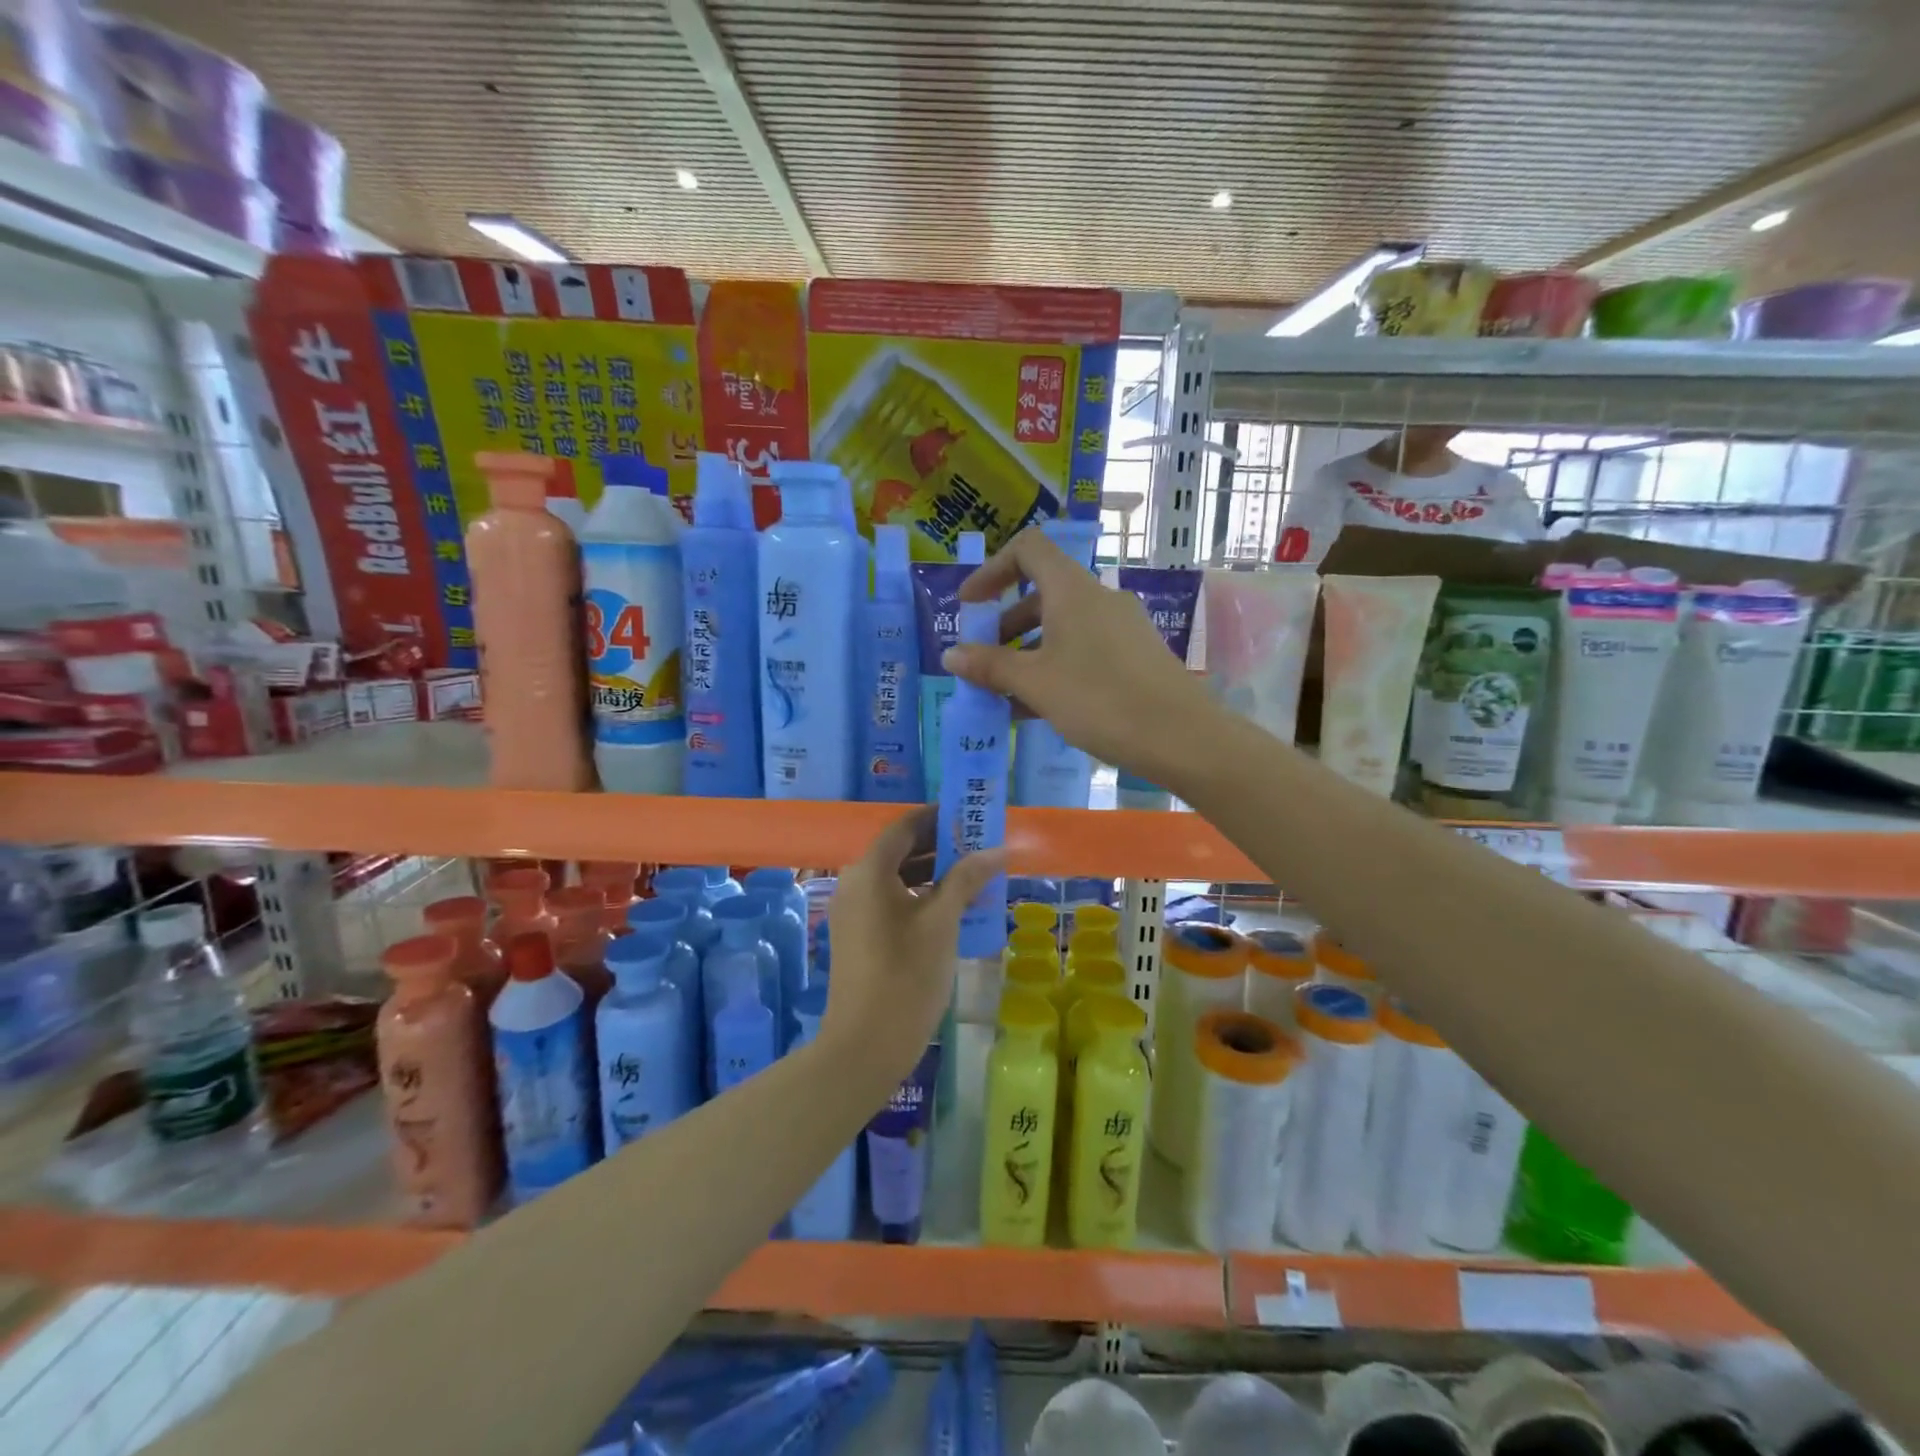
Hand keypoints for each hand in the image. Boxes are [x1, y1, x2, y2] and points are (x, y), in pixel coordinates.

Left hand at [821, 807, 1004, 1090]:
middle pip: (899, 851)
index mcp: (870, 871)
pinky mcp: (858, 936)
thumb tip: (997, 850)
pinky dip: (919, 897)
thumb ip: (967, 878)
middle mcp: (855, 883)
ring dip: (933, 873)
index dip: (937, 818)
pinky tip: (952, 910)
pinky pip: (890, 901)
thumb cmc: (907, 975)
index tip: (970, 817)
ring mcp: (853, 912)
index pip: (904, 827)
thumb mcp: (943, 922)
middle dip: (940, 846)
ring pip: (896, 878)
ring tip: (974, 877)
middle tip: (980, 847)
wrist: (865, 1044)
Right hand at [942, 526, 1216, 787]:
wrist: (1182, 738)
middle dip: (1005, 626)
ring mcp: (1121, 627)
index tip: (969, 605)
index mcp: (1072, 590)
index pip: (1027, 549)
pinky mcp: (1135, 656)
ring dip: (1027, 653)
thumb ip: (990, 666)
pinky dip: (1054, 668)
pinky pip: (1083, 650)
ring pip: (1062, 628)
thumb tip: (951, 655)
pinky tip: (1038, 709)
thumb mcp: (1035, 683)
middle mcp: (1098, 598)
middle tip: (982, 662)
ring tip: (1004, 696)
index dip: (991, 570)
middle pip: (1041, 594)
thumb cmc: (1100, 700)